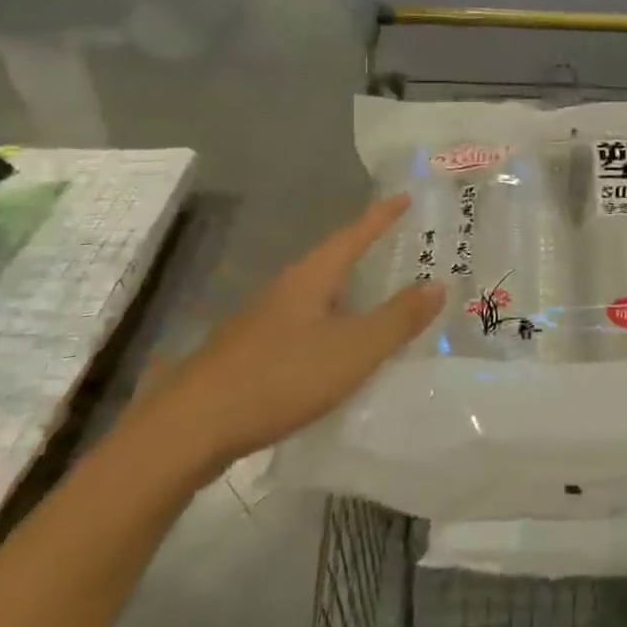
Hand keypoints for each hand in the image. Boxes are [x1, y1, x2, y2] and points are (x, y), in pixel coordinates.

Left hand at [153, 195, 441, 474]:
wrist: (189, 429)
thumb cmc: (279, 378)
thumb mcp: (353, 350)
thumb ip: (398, 319)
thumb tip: (438, 284)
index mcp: (310, 278)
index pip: (354, 235)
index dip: (381, 217)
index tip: (405, 197)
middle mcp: (285, 290)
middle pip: (332, 261)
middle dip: (365, 253)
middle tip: (399, 249)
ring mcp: (261, 322)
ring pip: (315, 296)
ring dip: (346, 292)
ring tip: (375, 299)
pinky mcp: (248, 353)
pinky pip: (302, 325)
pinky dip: (328, 325)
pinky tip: (334, 350)